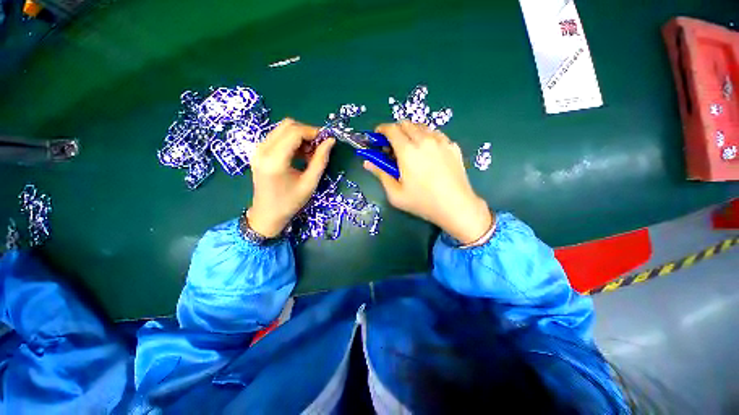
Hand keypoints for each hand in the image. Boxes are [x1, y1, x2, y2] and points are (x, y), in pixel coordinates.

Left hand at [248, 118, 334, 237]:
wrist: (267, 214)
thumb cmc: (290, 202)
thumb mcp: (310, 183)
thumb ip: (321, 160)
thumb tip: (331, 141)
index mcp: (275, 160)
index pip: (294, 132)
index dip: (313, 132)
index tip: (327, 140)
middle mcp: (263, 150)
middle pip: (287, 125)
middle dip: (307, 132)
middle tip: (319, 147)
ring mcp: (258, 150)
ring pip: (282, 129)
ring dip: (300, 136)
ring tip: (310, 154)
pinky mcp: (258, 152)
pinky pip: (277, 137)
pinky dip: (292, 141)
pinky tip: (300, 155)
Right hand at [364, 121, 492, 243]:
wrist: (456, 206)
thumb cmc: (422, 202)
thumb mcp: (395, 193)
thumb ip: (381, 174)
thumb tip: (368, 162)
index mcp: (408, 151)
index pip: (391, 129)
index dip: (381, 130)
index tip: (378, 137)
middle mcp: (424, 140)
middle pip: (406, 124)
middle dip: (395, 131)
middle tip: (393, 147)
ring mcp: (441, 141)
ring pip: (422, 127)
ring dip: (411, 133)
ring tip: (411, 149)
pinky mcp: (453, 146)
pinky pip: (436, 134)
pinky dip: (427, 138)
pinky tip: (428, 153)